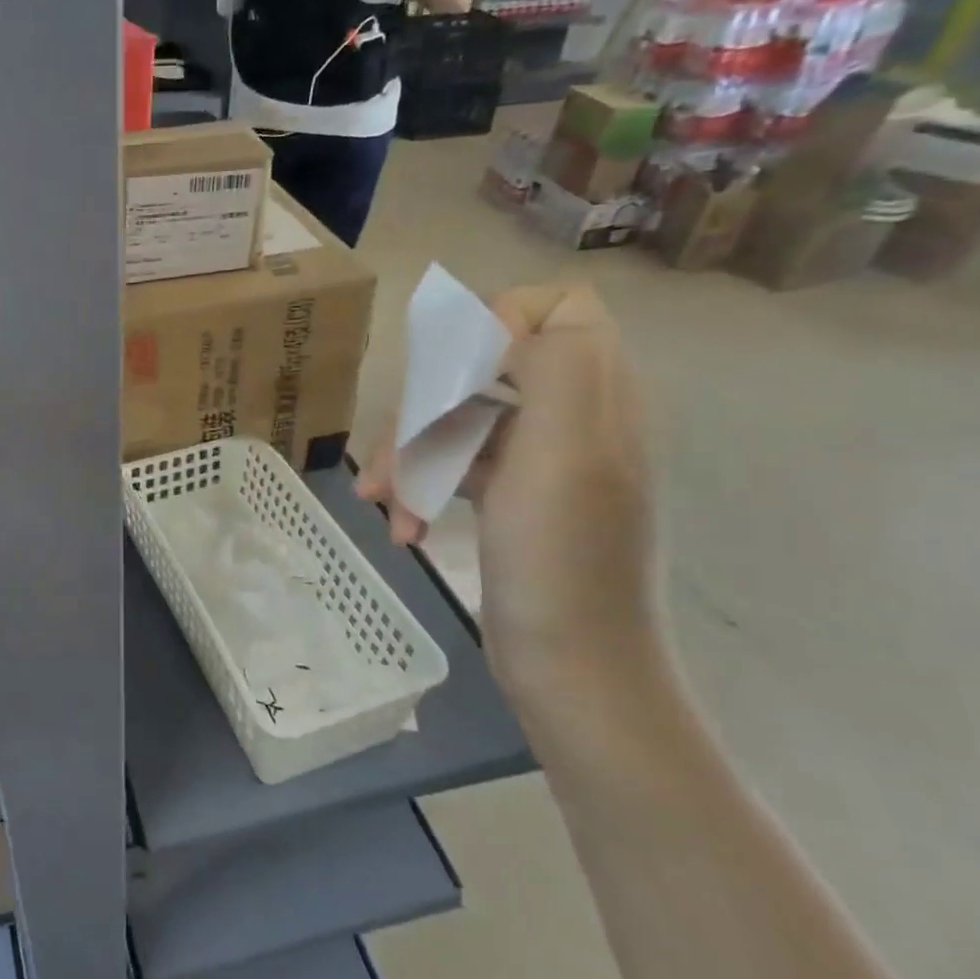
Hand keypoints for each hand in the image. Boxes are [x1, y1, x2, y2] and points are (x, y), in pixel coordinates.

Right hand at [359, 283, 659, 697]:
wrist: (572, 668)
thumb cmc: (562, 559)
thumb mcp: (566, 451)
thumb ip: (556, 363)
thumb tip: (508, 324)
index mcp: (599, 395)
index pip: (561, 309)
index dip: (501, 322)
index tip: (455, 371)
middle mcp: (573, 417)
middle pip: (487, 367)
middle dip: (429, 404)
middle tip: (395, 451)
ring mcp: (540, 461)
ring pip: (460, 418)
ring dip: (411, 453)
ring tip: (380, 499)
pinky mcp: (510, 498)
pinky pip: (455, 465)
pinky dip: (421, 487)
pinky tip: (400, 524)